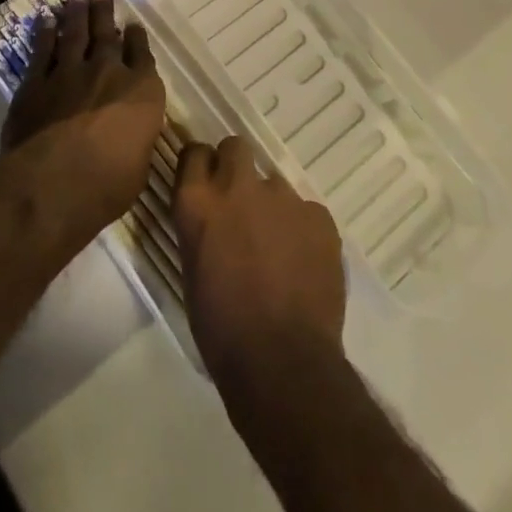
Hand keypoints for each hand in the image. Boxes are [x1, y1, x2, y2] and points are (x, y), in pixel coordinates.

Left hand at [1, 0, 165, 233]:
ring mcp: (70, 73)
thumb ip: (135, 138)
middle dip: (105, 12)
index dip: (138, 39)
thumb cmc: (108, 185)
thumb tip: (129, 133)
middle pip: (107, 35)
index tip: (134, 27)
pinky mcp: (37, 82)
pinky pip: (43, 50)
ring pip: (75, 34)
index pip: (143, 56)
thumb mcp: (138, 164)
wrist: (55, 183)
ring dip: (76, 14)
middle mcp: (108, 72)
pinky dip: (45, 33)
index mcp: (142, 92)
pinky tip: (45, 20)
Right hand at [174, 135, 345, 391]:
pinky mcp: (319, 216)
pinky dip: (303, 229)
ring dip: (271, 205)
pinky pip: (307, 211)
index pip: (193, 152)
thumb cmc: (221, 329)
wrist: (282, 364)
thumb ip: (201, 227)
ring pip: (274, 183)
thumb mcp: (192, 269)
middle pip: (236, 147)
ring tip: (278, 245)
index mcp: (198, 201)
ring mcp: (282, 197)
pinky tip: (304, 262)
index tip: (205, 182)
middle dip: (236, 167)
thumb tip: (211, 217)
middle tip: (241, 202)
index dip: (201, 165)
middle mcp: (237, 186)